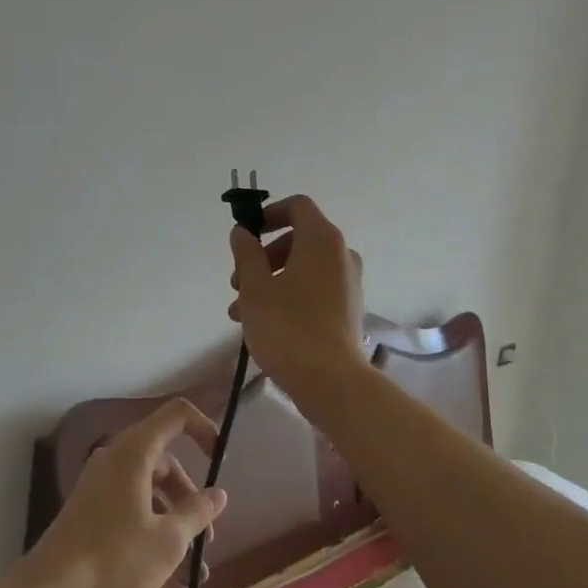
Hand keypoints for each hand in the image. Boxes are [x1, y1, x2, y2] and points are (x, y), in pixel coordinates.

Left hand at [24, 399, 228, 587]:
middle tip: (207, 538)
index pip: (177, 415)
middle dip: (191, 499)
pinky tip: (170, 584)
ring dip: (175, 525)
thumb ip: (198, 512)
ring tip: (193, 572)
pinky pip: (132, 511)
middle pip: (166, 463)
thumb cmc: (115, 558)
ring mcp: (100, 485)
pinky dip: (152, 535)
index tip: (221, 460)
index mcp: (135, 452)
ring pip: (150, 492)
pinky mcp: (91, 511)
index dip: (205, 428)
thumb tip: (218, 494)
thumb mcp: (168, 540)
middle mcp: (116, 459)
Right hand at [228, 194, 364, 399]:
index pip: (297, 206)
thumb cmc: (287, 326)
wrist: (330, 380)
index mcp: (322, 240)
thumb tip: (242, 232)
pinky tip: (264, 324)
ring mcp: (349, 283)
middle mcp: (341, 255)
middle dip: (263, 257)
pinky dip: (289, 295)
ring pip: (304, 268)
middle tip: (238, 283)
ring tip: (241, 312)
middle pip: (298, 239)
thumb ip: (246, 254)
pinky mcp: (348, 309)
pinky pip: (315, 289)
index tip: (246, 237)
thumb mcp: (255, 287)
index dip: (268, 214)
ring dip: (271, 281)